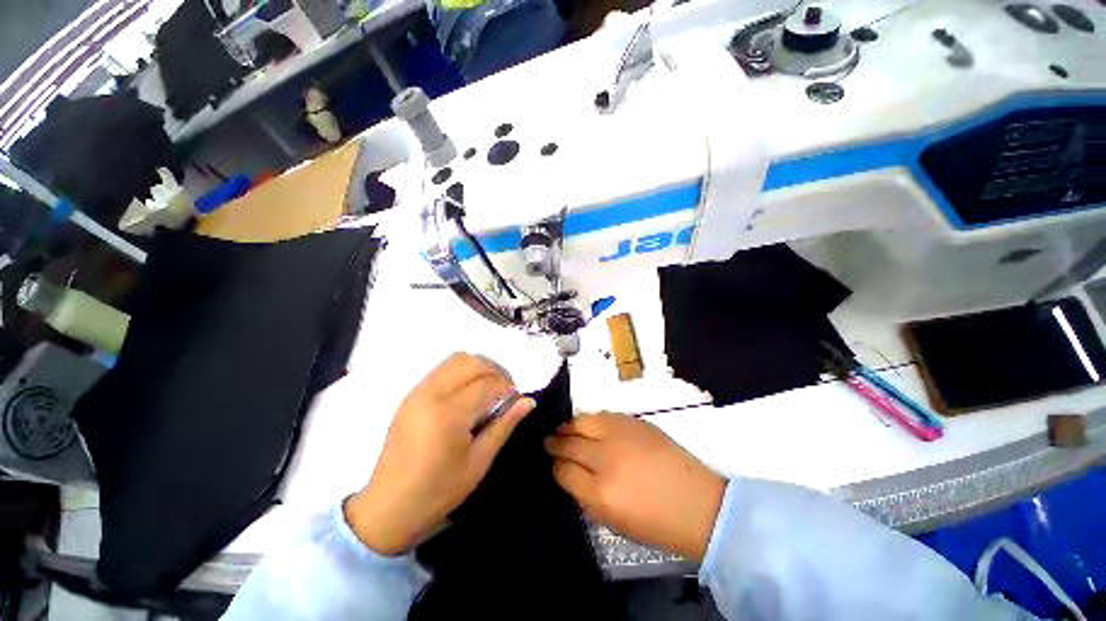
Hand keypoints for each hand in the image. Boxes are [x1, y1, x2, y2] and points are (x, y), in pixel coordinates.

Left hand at [345, 353, 534, 555]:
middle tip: (506, 392)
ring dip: (479, 367)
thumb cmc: (438, 491)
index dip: (508, 388)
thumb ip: (505, 425)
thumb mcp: (479, 462)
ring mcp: (418, 391)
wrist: (388, 507)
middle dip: (496, 371)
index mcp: (448, 413)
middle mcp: (431, 393)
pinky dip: (463, 372)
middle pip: (472, 362)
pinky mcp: (412, 394)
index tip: (517, 401)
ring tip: (489, 389)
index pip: (488, 384)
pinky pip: (443, 368)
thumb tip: (528, 401)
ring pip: (457, 359)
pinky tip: (469, 393)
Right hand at [544, 413, 725, 560]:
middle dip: (556, 442)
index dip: (556, 467)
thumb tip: (569, 475)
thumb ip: (585, 497)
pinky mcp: (635, 422)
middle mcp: (607, 459)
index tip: (554, 465)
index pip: (564, 471)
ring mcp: (622, 436)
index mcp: (600, 492)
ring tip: (563, 429)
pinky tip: (588, 424)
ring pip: (583, 421)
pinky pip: (603, 415)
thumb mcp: (613, 522)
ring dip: (570, 426)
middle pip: (570, 443)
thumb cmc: (656, 523)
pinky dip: (591, 419)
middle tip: (549, 441)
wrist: (698, 504)